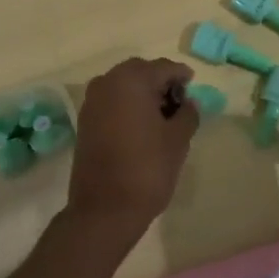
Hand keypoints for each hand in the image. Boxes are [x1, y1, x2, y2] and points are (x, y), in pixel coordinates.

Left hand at [66, 57, 199, 253]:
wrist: (104, 210)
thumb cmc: (147, 169)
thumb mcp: (178, 140)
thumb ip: (188, 113)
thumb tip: (189, 102)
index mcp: (132, 80)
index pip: (163, 68)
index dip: (181, 76)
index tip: (193, 86)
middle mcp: (108, 82)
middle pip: (141, 72)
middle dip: (160, 82)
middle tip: (179, 102)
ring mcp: (92, 101)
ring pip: (124, 85)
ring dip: (142, 93)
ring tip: (161, 116)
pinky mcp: (85, 120)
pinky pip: (111, 100)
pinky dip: (127, 105)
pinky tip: (141, 126)